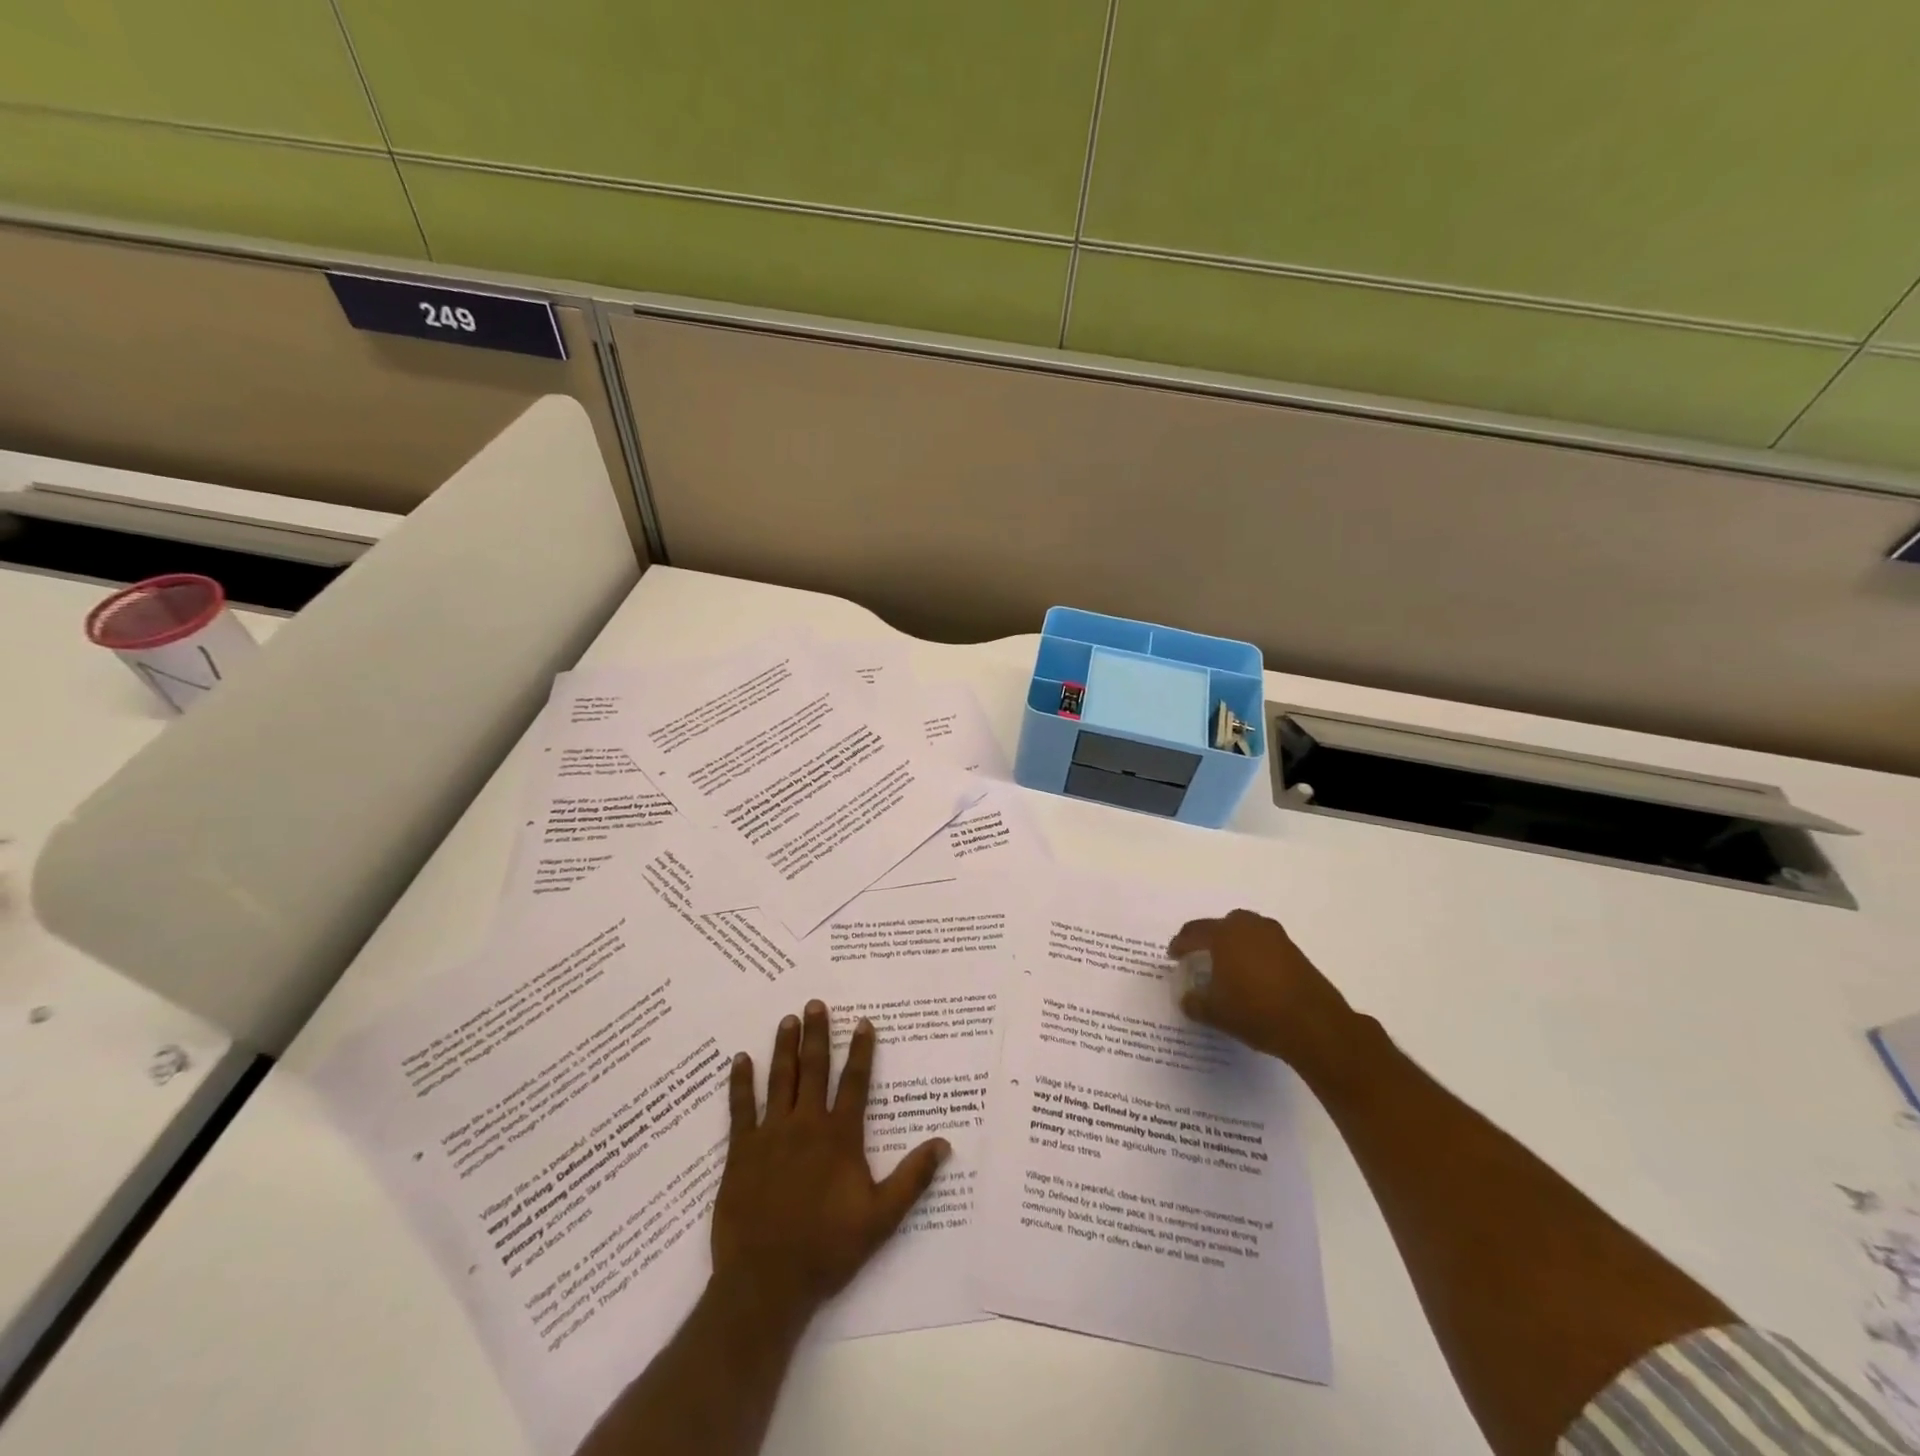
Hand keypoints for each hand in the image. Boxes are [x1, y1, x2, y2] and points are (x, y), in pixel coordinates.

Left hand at [712, 1000, 948, 1327]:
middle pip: (813, 1069)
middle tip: (815, 1004)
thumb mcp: (881, 1218)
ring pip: (780, 1079)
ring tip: (787, 1019)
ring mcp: (771, 1135)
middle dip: (816, 1034)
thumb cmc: (827, 1249)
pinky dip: (741, 1082)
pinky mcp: (741, 1151)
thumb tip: (944, 1144)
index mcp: (839, 1136)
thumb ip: (912, 1178)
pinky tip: (740, 1059)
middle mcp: (806, 1125)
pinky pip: (741, 1108)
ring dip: (784, 1047)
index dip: (860, 1051)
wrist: (766, 1282)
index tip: (863, 1022)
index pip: (854, 1082)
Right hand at [1169, 910, 1361, 1080]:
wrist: (1314, 1025)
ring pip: (1247, 934)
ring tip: (1228, 967)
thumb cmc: (1255, 1012)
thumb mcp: (1215, 1012)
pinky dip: (1254, 956)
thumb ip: (1195, 1002)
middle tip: (1200, 956)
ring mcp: (1276, 937)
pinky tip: (1253, 978)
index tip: (1173, 956)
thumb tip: (1187, 998)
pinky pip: (1265, 947)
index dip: (1180, 944)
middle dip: (1209, 939)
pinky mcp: (1296, 953)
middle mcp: (1250, 927)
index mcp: (1225, 934)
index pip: (1194, 932)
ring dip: (1235, 945)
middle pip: (1222, 926)